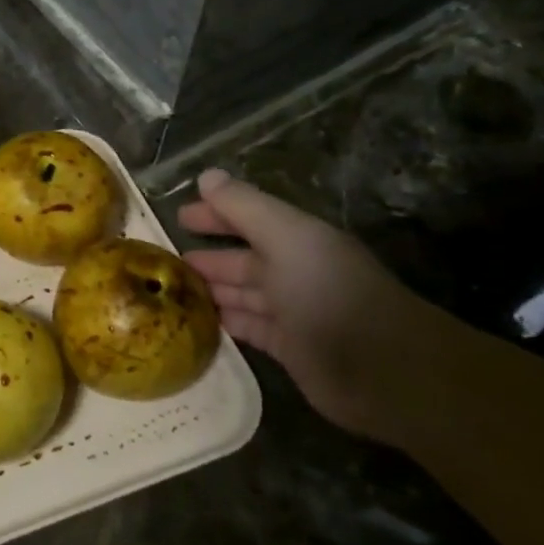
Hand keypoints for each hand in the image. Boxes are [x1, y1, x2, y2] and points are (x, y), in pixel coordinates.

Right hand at [178, 169, 464, 440]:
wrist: (380, 368)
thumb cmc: (328, 292)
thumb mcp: (286, 237)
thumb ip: (244, 207)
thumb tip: (206, 176)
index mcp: (298, 241)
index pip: (249, 219)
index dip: (215, 213)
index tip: (178, 215)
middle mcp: (295, 272)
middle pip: (242, 260)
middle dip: (206, 257)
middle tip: (163, 261)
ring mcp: (292, 312)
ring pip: (241, 295)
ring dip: (210, 291)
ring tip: (168, 292)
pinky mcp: (287, 348)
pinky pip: (246, 328)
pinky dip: (222, 323)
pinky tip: (194, 322)